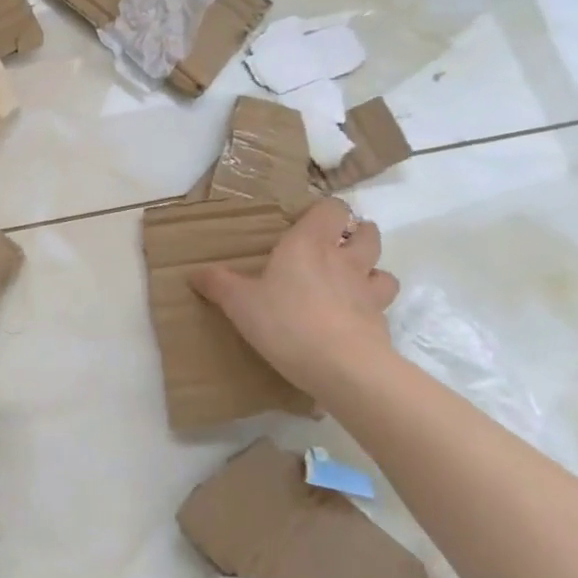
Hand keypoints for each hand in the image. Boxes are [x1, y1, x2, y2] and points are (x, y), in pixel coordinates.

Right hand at [191, 198, 399, 394]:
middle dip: (356, 235)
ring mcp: (368, 291)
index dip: (325, 211)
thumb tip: (194, 273)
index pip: (332, 208)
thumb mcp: (239, 303)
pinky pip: (382, 306)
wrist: (343, 368)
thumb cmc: (286, 322)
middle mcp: (344, 259)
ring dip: (371, 270)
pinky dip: (372, 307)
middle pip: (367, 233)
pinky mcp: (382, 322)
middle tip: (334, 248)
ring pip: (382, 269)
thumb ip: (218, 284)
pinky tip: (354, 319)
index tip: (308, 223)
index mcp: (309, 243)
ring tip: (351, 282)